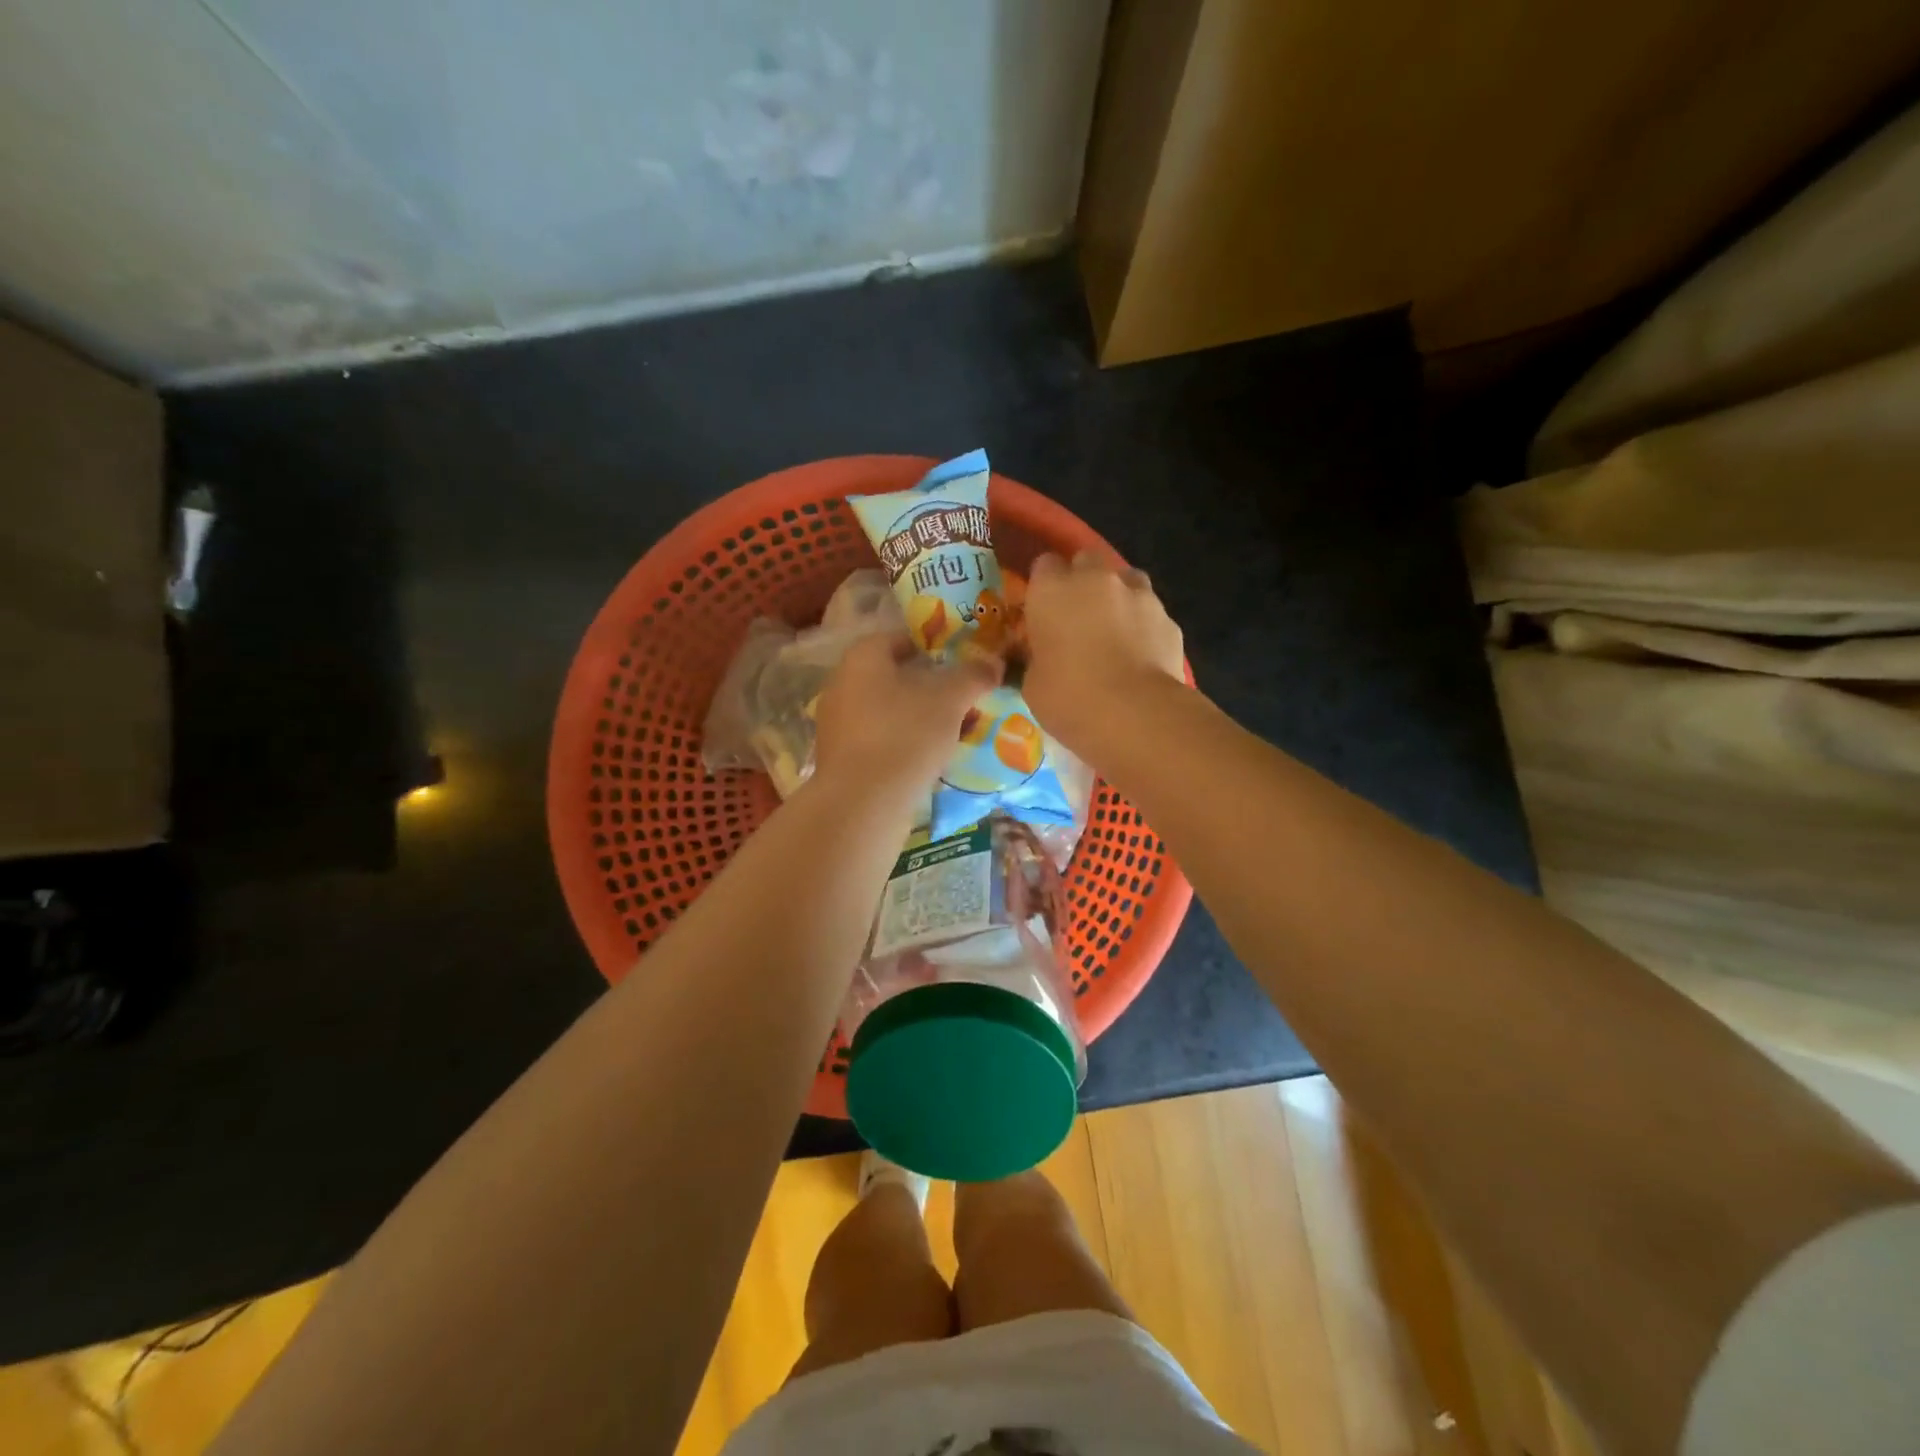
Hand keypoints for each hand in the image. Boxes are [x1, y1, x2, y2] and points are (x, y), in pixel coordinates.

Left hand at [813, 633, 1000, 804]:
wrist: (862, 804)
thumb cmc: (905, 735)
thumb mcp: (950, 699)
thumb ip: (973, 675)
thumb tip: (993, 662)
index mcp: (862, 657)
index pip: (901, 638)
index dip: (935, 646)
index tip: (963, 661)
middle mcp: (842, 684)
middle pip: (894, 676)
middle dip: (930, 685)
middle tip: (964, 697)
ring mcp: (838, 724)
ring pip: (888, 710)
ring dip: (919, 716)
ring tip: (954, 730)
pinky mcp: (841, 759)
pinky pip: (880, 740)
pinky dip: (904, 742)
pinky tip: (930, 758)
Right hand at [1021, 551, 1184, 753]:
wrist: (1136, 715)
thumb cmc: (1070, 699)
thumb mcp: (1033, 683)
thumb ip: (1038, 657)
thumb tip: (1044, 657)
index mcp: (1052, 590)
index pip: (1043, 565)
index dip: (1043, 586)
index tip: (1042, 610)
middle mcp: (1096, 580)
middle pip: (1086, 560)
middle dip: (1081, 581)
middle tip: (1077, 616)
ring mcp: (1138, 595)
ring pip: (1125, 579)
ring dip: (1117, 596)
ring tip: (1113, 630)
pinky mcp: (1169, 619)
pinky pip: (1151, 612)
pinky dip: (1144, 626)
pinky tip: (1140, 655)